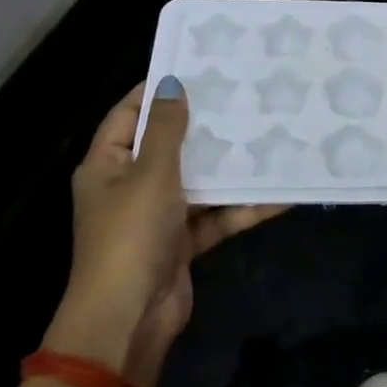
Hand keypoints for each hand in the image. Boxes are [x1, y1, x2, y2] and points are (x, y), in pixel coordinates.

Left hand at [48, 77, 282, 386]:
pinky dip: (242, 207)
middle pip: (169, 146)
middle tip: (244, 97)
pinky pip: (216, 215)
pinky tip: (279, 193)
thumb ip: (166, 130)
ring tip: (269, 136)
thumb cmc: (131, 235)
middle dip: (205, 127)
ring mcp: (158, 216)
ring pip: (199, 181)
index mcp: (107, 166)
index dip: (158, 91)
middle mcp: (130, 187)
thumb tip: (173, 83)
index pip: (128, 115)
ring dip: (230, 167)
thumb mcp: (150, 174)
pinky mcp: (183, 242)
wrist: (129, 318)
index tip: (198, 68)